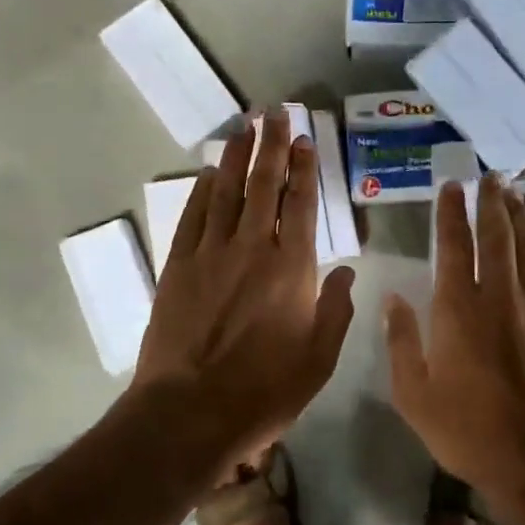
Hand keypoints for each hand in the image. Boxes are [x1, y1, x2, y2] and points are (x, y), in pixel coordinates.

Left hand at [131, 110, 356, 478]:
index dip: (303, 168)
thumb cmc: (264, 391)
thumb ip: (335, 309)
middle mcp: (251, 248)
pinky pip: (192, 217)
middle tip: (274, 112)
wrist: (189, 411)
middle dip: (270, 146)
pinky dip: (200, 191)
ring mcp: (209, 254)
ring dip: (234, 158)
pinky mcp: (178, 267)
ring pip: (224, 193)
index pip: (301, 204)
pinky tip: (206, 174)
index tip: (304, 139)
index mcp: (292, 268)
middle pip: (262, 185)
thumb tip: (345, 271)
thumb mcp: (319, 359)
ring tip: (242, 128)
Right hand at [384, 174, 524, 524]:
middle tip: (489, 176)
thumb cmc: (467, 430)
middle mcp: (499, 298)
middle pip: (497, 237)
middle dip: (491, 203)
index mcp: (458, 311)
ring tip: (515, 193)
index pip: (453, 247)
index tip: (451, 187)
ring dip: (521, 217)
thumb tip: (393, 299)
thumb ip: (402, 342)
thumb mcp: (414, 394)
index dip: (450, 214)